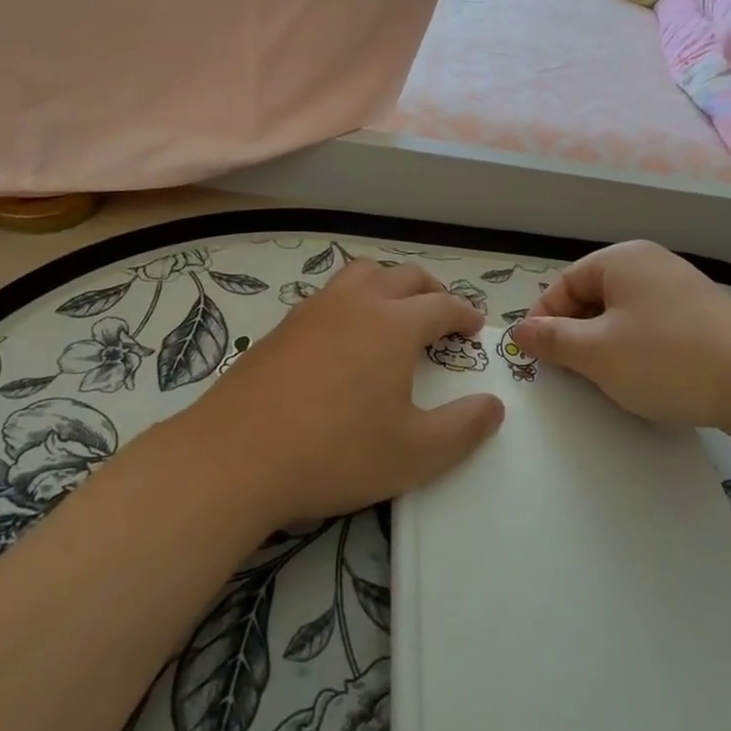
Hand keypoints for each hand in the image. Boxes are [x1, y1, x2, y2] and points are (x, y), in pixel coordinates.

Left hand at [183, 259, 504, 523]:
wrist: (236, 457)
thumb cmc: (336, 453)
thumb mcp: (414, 454)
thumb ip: (463, 428)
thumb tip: (494, 406)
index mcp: (394, 324)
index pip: (442, 304)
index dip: (464, 313)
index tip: (474, 327)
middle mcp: (357, 303)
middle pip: (404, 276)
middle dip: (431, 289)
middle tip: (442, 313)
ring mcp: (315, 309)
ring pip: (361, 274)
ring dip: (388, 283)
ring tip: (395, 311)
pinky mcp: (284, 326)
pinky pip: (330, 294)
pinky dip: (352, 299)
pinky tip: (345, 335)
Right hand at [509, 240, 730, 433]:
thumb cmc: (667, 359)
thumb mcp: (597, 352)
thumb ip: (553, 339)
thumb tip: (520, 329)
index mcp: (622, 259)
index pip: (565, 283)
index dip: (544, 319)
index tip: (536, 357)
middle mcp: (652, 264)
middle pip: (594, 296)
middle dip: (576, 335)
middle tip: (570, 374)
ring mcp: (682, 289)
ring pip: (624, 316)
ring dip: (606, 347)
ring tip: (607, 381)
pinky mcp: (705, 318)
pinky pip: (655, 328)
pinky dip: (639, 351)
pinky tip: (647, 380)